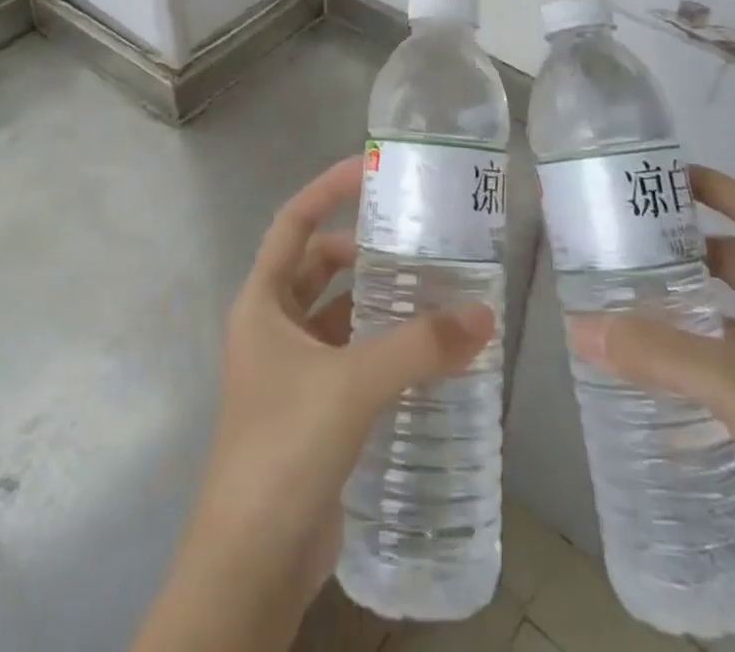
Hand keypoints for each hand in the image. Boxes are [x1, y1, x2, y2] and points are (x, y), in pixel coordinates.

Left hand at [132, 156, 494, 651]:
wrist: (250, 566)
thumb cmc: (284, 450)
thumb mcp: (352, 385)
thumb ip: (419, 346)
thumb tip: (484, 314)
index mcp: (263, 303)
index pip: (294, 222)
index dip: (328, 188)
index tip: (371, 168)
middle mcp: (273, 328)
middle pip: (319, 266)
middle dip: (364, 250)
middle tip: (419, 239)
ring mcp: (290, 371)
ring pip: (338, 314)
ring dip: (377, 301)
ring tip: (433, 290)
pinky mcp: (312, 411)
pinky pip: (350, 357)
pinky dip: (381, 346)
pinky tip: (424, 352)